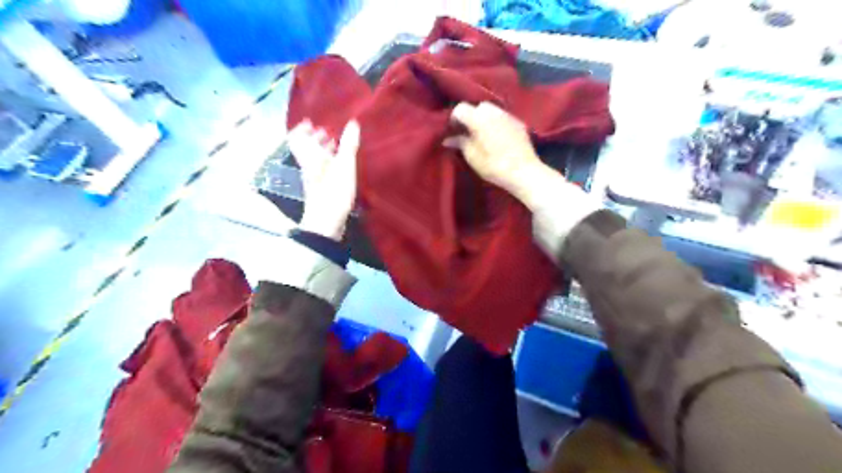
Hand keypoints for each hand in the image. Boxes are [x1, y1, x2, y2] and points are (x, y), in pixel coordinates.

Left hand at [287, 121, 359, 241]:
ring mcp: (313, 179)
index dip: (302, 129)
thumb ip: (348, 145)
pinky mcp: (320, 190)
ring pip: (314, 160)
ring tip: (337, 146)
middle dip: (315, 139)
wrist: (326, 222)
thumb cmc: (333, 192)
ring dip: (323, 151)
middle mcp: (308, 167)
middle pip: (306, 149)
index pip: (296, 138)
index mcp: (309, 158)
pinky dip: (329, 164)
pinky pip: (321, 170)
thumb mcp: (344, 166)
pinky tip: (341, 166)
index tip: (312, 123)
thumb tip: (353, 123)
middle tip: (328, 133)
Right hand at [443, 99, 549, 203]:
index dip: (454, 118)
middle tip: (468, 132)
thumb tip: (448, 139)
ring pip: (492, 110)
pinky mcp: (519, 123)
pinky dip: (496, 123)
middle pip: (477, 106)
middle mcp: (493, 111)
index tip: (453, 131)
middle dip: (471, 116)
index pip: (460, 108)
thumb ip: (460, 143)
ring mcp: (508, 115)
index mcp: (479, 118)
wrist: (524, 172)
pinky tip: (497, 138)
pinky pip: (503, 117)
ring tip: (482, 135)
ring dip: (484, 118)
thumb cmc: (494, 166)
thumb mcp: (472, 157)